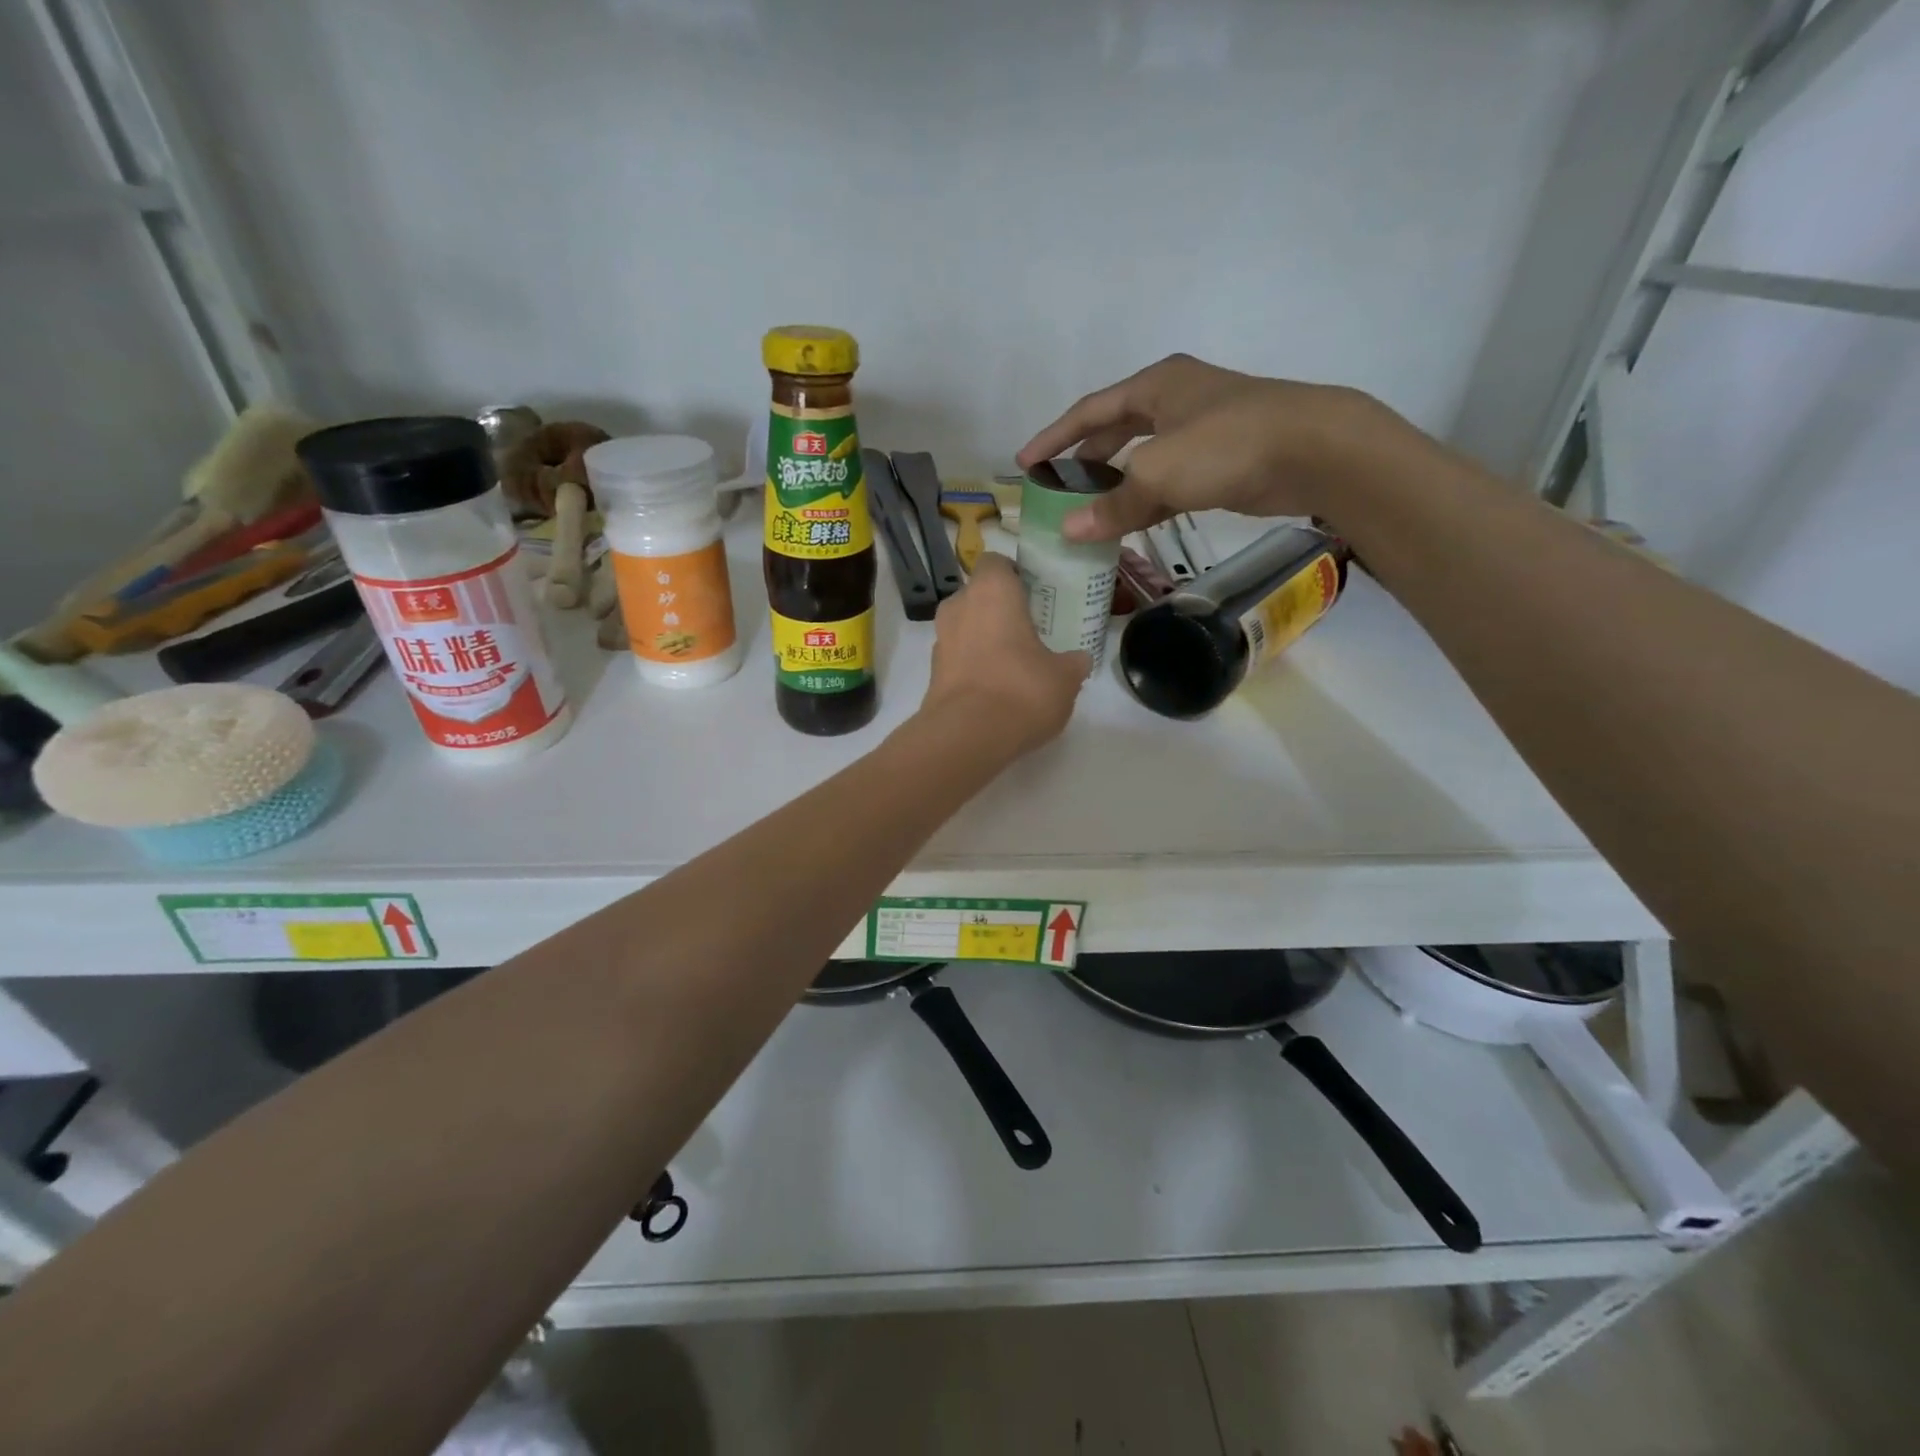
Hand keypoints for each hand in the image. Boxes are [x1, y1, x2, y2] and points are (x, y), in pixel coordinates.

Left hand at [920, 554, 1089, 753]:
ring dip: (984, 638)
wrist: (967, 737)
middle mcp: (958, 606)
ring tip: (1014, 662)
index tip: (1034, 593)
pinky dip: (973, 666)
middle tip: (1029, 629)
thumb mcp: (1065, 677)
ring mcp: (940, 640)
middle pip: (978, 595)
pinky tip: (996, 688)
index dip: (1014, 574)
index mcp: (991, 591)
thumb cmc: (1021, 690)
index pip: (996, 562)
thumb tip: (1077, 660)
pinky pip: (958, 658)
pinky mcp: (932, 673)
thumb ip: (1073, 662)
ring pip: (965, 627)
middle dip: (999, 609)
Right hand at [1015, 353, 1438, 541]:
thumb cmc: (1227, 444)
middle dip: (1083, 460)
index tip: (1025, 464)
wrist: (1313, 450)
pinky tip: (1128, 524)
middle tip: (1057, 489)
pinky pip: (1167, 481)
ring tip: (1087, 512)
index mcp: (1155, 386)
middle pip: (1114, 431)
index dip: (1054, 437)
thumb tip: (1069, 531)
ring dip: (1114, 485)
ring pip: (1142, 459)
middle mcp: (1174, 401)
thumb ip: (1113, 504)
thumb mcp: (1159, 473)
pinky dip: (1145, 501)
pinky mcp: (1219, 462)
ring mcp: (1199, 431)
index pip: (1089, 411)